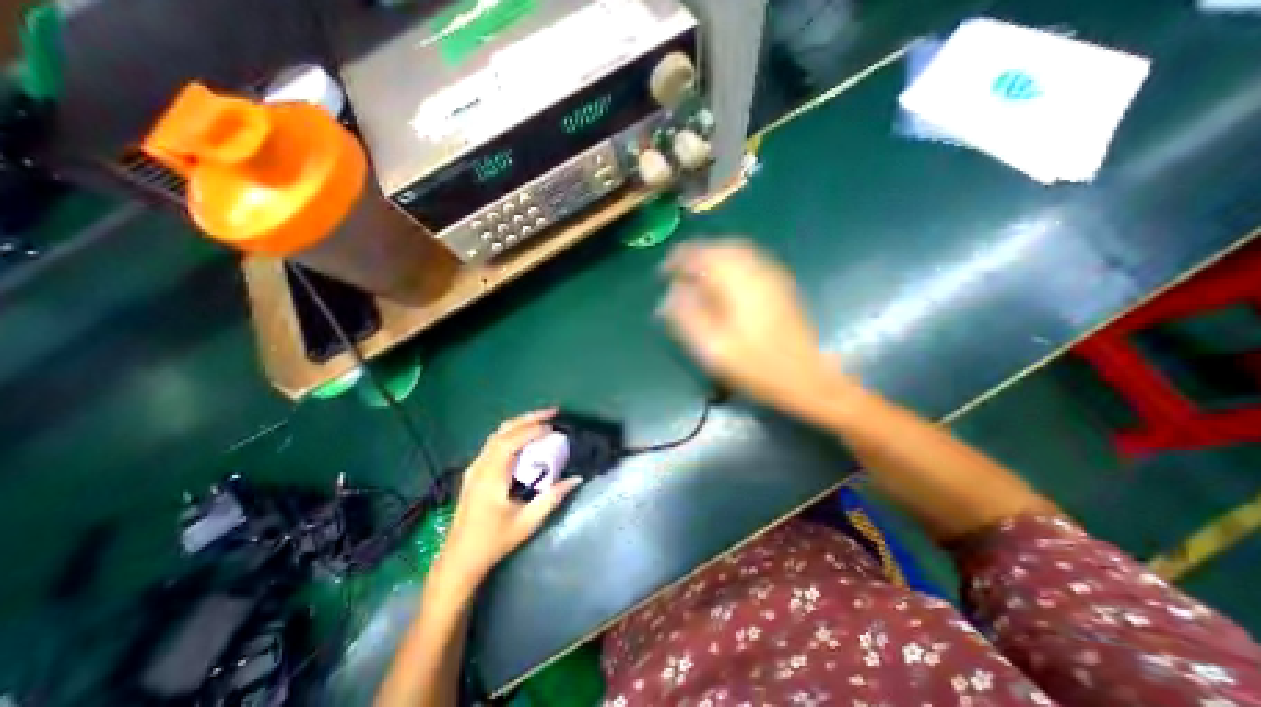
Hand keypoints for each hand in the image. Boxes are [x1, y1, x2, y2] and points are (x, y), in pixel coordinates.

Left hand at [440, 408, 584, 585]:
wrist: (459, 559)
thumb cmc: (494, 542)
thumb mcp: (527, 523)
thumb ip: (552, 498)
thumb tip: (576, 479)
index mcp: (491, 477)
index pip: (511, 442)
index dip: (533, 430)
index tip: (554, 427)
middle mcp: (480, 467)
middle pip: (503, 431)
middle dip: (528, 418)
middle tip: (552, 412)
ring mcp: (474, 468)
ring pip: (497, 435)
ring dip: (520, 423)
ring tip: (542, 420)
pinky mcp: (475, 472)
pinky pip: (494, 444)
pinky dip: (512, 433)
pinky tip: (525, 437)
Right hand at [661, 239, 855, 420]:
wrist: (805, 376)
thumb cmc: (755, 366)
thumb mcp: (713, 347)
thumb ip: (688, 316)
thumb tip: (670, 293)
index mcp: (737, 282)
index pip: (700, 255)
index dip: (677, 260)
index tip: (662, 275)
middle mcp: (755, 269)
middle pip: (718, 247)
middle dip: (694, 255)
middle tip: (676, 273)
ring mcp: (771, 274)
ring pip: (735, 250)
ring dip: (711, 257)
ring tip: (695, 276)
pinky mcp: (779, 283)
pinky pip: (749, 259)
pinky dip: (728, 262)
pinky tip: (722, 280)